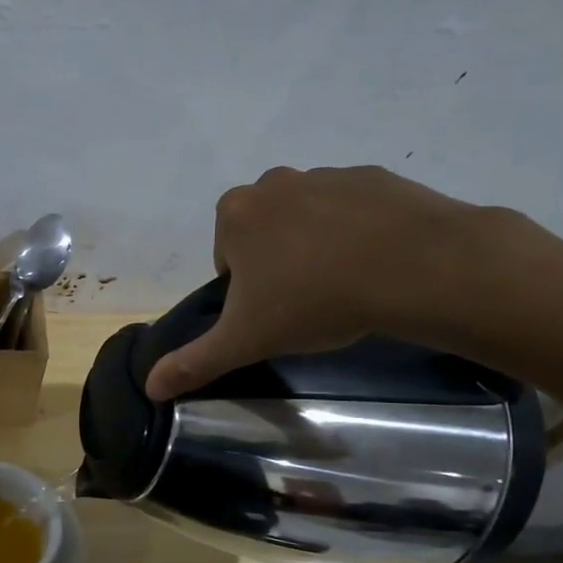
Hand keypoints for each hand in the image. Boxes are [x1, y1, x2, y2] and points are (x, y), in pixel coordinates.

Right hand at [145, 166, 507, 399]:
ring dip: (316, 245)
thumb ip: (194, 362)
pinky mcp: (373, 176)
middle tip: (307, 299)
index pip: (227, 256)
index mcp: (235, 214)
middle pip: (264, 232)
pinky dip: (357, 231)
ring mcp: (326, 175)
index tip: (273, 311)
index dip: (245, 289)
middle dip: (277, 261)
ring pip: (307, 218)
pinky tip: (377, 262)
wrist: (414, 267)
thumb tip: (148, 387)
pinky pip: (352, 208)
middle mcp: (273, 184)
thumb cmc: (314, 300)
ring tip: (346, 283)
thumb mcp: (246, 340)